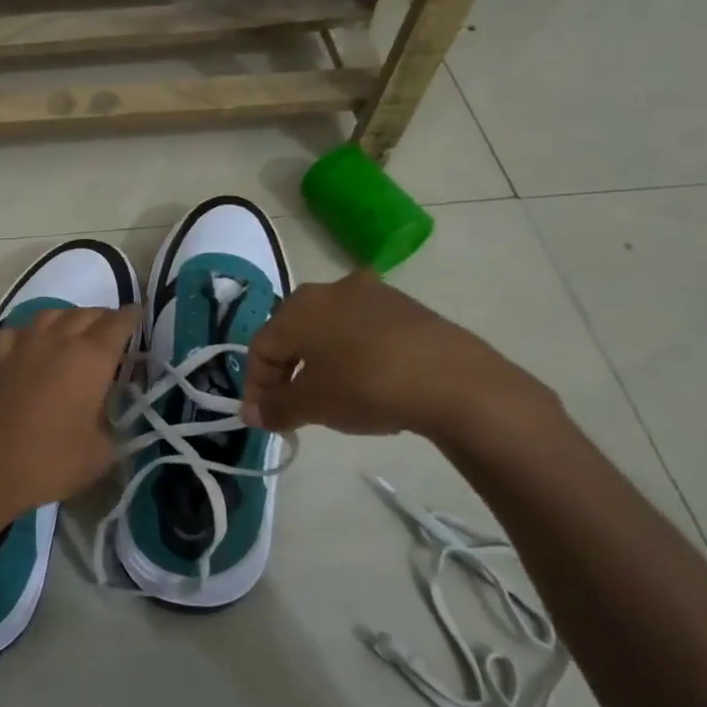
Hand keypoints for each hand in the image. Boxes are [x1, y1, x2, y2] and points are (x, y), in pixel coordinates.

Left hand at [0, 304, 138, 522]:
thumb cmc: (53, 460)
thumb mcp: (102, 452)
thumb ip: (113, 424)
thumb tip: (108, 415)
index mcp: (92, 357)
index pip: (118, 323)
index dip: (132, 318)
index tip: (138, 317)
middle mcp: (59, 340)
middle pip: (87, 314)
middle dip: (104, 319)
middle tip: (113, 333)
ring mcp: (24, 345)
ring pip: (52, 314)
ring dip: (70, 319)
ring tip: (77, 333)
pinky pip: (18, 331)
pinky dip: (30, 332)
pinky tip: (32, 345)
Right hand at [240, 270, 551, 440]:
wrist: (454, 381)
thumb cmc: (366, 386)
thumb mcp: (313, 405)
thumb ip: (275, 408)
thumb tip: (252, 414)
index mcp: (298, 307)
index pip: (261, 347)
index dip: (256, 386)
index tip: (263, 418)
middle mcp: (330, 289)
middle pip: (293, 333)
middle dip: (286, 371)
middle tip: (292, 407)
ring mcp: (372, 293)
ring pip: (329, 330)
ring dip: (319, 363)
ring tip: (329, 397)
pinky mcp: (406, 306)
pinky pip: (362, 331)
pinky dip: (352, 355)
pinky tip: (366, 384)